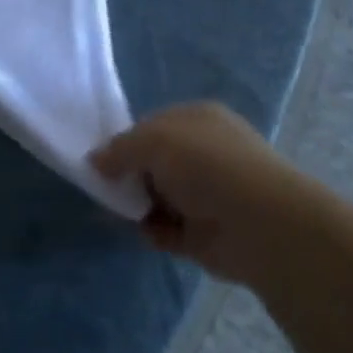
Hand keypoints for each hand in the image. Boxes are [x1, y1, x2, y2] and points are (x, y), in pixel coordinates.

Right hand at [91, 102, 321, 283]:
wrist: (258, 224)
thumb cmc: (207, 166)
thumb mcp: (155, 140)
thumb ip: (120, 148)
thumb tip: (94, 160)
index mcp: (198, 119)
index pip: (153, 125)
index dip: (127, 140)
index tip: (102, 159)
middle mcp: (204, 153)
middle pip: (154, 162)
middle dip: (129, 175)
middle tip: (105, 188)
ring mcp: (206, 194)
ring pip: (158, 196)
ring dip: (138, 205)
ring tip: (120, 212)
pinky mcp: (205, 232)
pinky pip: (168, 228)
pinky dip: (154, 231)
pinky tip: (146, 231)